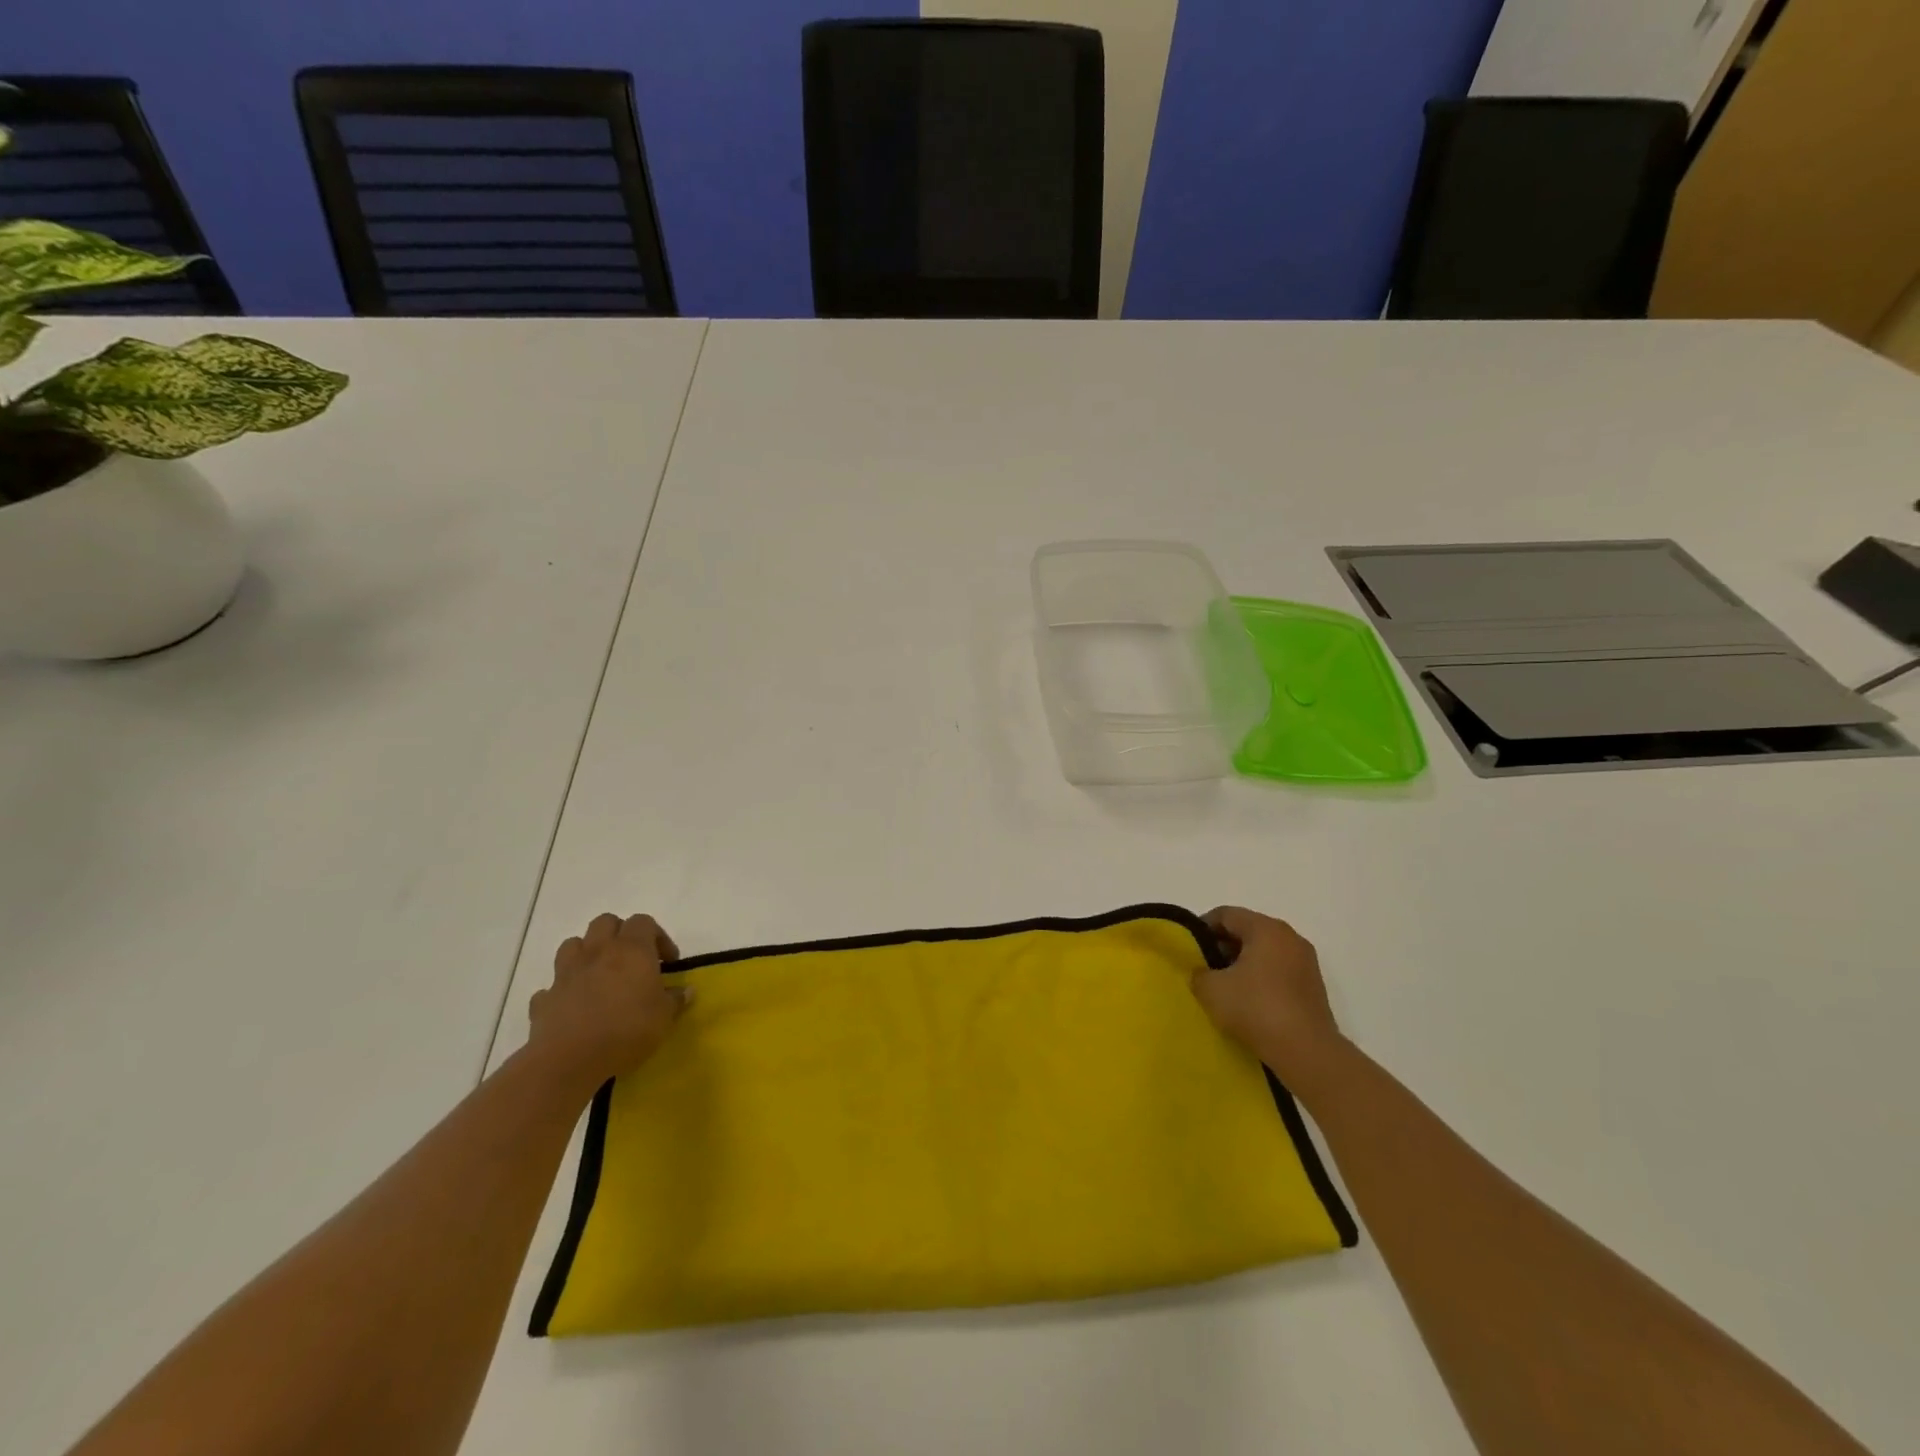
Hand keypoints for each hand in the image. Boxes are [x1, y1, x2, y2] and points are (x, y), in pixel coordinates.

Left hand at [527, 913, 688, 1092]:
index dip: (658, 937)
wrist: (570, 1060)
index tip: (667, 962)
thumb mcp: (664, 1017)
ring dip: (586, 953)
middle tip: (632, 959)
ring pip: (573, 944)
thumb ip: (675, 999)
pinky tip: (573, 1005)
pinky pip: (552, 986)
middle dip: (619, 934)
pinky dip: (563, 990)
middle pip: (605, 922)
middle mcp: (598, 952)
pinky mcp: (545, 999)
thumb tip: (686, 990)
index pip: (644, 922)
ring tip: (599, 975)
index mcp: (631, 950)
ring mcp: (567, 973)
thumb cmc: (627, 1030)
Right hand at [1191, 907, 1347, 1096]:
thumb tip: (1204, 972)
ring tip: (1225, 988)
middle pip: (1247, 930)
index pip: (1226, 914)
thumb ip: (1199, 972)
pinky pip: (1279, 971)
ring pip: (1265, 952)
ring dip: (1243, 964)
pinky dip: (1262, 978)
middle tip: (1205, 968)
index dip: (1202, 928)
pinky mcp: (1314, 986)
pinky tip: (1249, 1002)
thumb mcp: (1211, 989)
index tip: (1190, 949)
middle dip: (1223, 946)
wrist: (1307, 1052)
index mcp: (1266, 928)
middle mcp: (1290, 937)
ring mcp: (1306, 962)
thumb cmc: (1256, 1009)